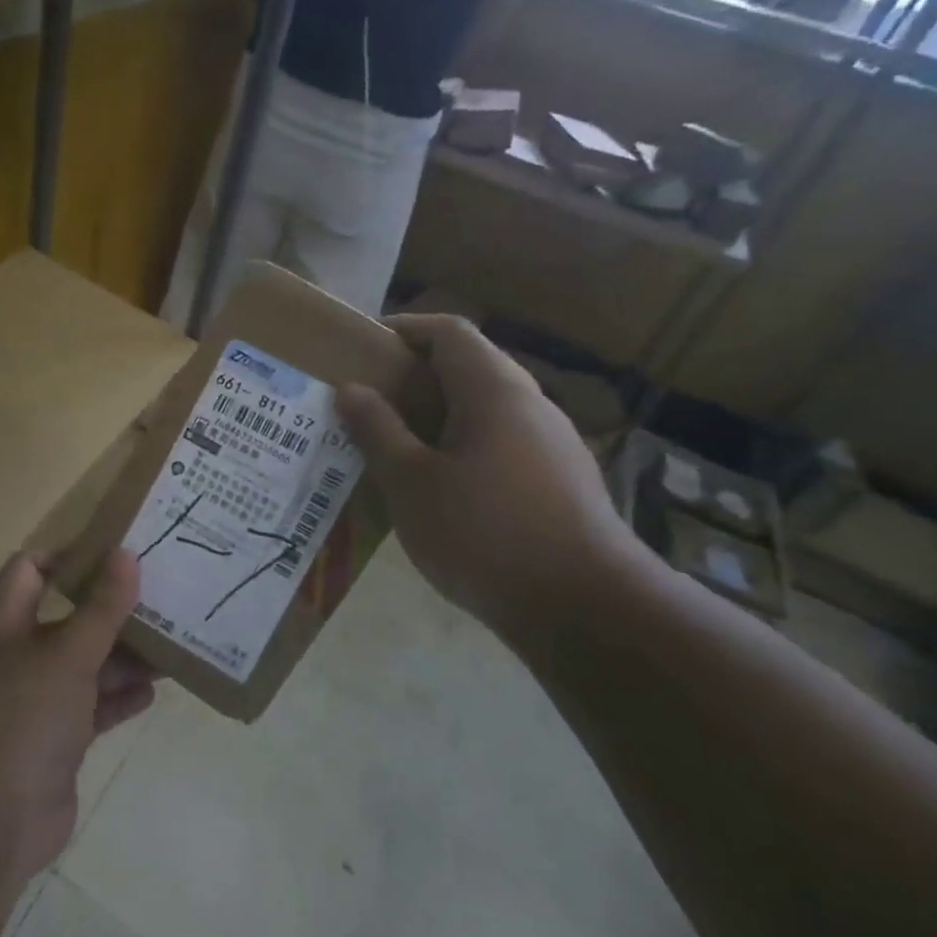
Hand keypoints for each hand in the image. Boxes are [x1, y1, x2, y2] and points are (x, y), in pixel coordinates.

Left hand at [0, 550, 155, 881]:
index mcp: (6, 625)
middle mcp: (17, 658)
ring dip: (124, 657)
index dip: (68, 555)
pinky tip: (152, 692)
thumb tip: (126, 553)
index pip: (29, 570)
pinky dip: (118, 699)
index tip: (115, 553)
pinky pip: (92, 710)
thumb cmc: (22, 717)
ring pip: (85, 666)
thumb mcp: (67, 654)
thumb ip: (101, 607)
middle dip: (111, 610)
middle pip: (68, 619)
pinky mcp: (55, 742)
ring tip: (171, 643)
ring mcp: (36, 703)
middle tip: (161, 597)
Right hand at [336, 313, 641, 639]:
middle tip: (370, 402)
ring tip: (396, 445)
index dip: (404, 328)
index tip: (364, 348)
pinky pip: (502, 442)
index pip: (449, 330)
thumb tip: (350, 388)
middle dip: (416, 376)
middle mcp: (530, 403)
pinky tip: (441, 488)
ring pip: (486, 408)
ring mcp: (552, 442)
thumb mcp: (411, 483)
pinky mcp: (561, 479)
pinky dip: (464, 446)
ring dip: (439, 415)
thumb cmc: (485, 534)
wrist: (585, 608)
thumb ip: (377, 430)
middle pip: (469, 366)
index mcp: (493, 390)